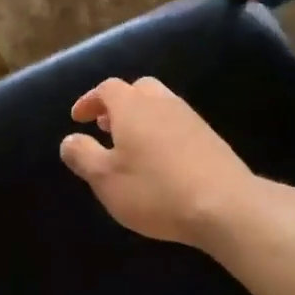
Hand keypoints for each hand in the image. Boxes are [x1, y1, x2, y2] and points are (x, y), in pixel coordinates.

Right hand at [59, 77, 257, 247]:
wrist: (225, 206)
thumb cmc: (155, 190)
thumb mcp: (105, 179)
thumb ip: (83, 156)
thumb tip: (69, 139)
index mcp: (133, 106)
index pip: (107, 88)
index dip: (89, 100)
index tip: (78, 118)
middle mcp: (162, 103)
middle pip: (138, 89)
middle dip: (118, 103)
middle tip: (106, 126)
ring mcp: (191, 118)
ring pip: (160, 104)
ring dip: (141, 117)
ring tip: (130, 145)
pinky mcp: (211, 138)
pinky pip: (178, 124)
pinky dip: (161, 131)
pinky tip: (160, 160)